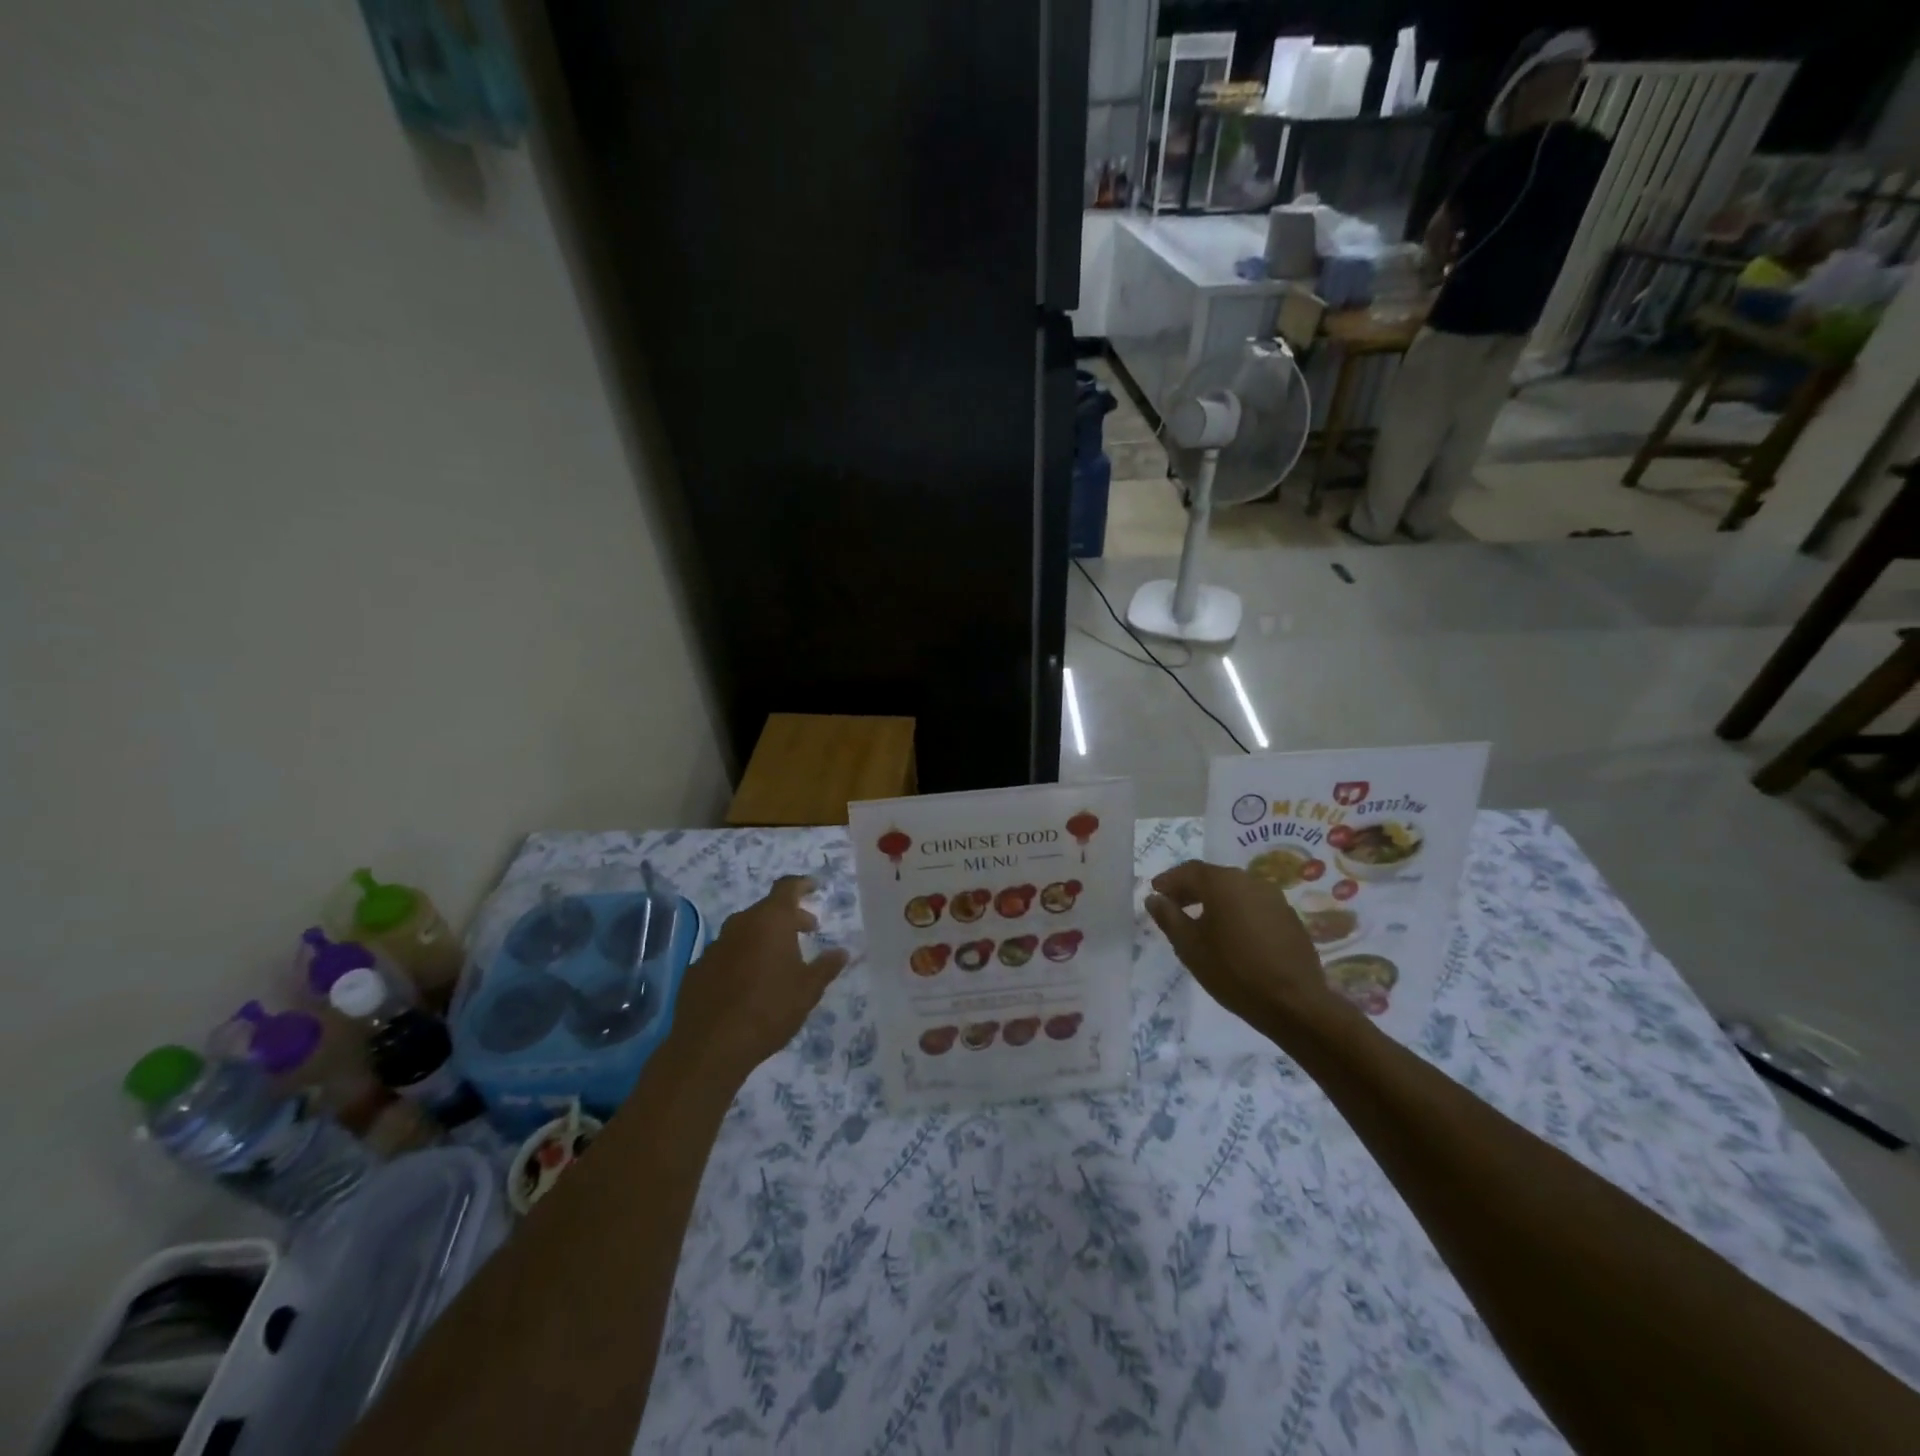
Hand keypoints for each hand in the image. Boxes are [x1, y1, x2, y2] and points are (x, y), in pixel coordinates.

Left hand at [670, 877, 848, 1083]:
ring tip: (779, 959)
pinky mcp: (698, 969)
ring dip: (763, 937)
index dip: (802, 884)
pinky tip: (748, 982)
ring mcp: (715, 946)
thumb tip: (842, 952)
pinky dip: (741, 957)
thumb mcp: (808, 990)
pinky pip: (727, 953)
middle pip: (767, 909)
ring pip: (745, 931)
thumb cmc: (769, 1010)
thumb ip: (826, 967)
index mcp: (770, 921)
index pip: (787, 888)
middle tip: (807, 931)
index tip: (814, 887)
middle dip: (788, 917)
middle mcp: (740, 925)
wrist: (710, 1046)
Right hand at [1145, 860, 1352, 1046]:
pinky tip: (1231, 934)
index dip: (1169, 880)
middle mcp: (1250, 881)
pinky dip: (1236, 911)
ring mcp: (1274, 898)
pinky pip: (1253, 905)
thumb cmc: (1233, 970)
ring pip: (1235, 891)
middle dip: (1190, 889)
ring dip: (1214, 900)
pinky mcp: (1289, 917)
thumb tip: (1154, 898)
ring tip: (1201, 922)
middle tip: (1173, 906)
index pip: (1188, 871)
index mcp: (1223, 882)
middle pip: (1213, 877)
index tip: (1155, 892)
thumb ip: (1168, 917)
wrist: (1294, 1003)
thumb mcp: (1189, 946)